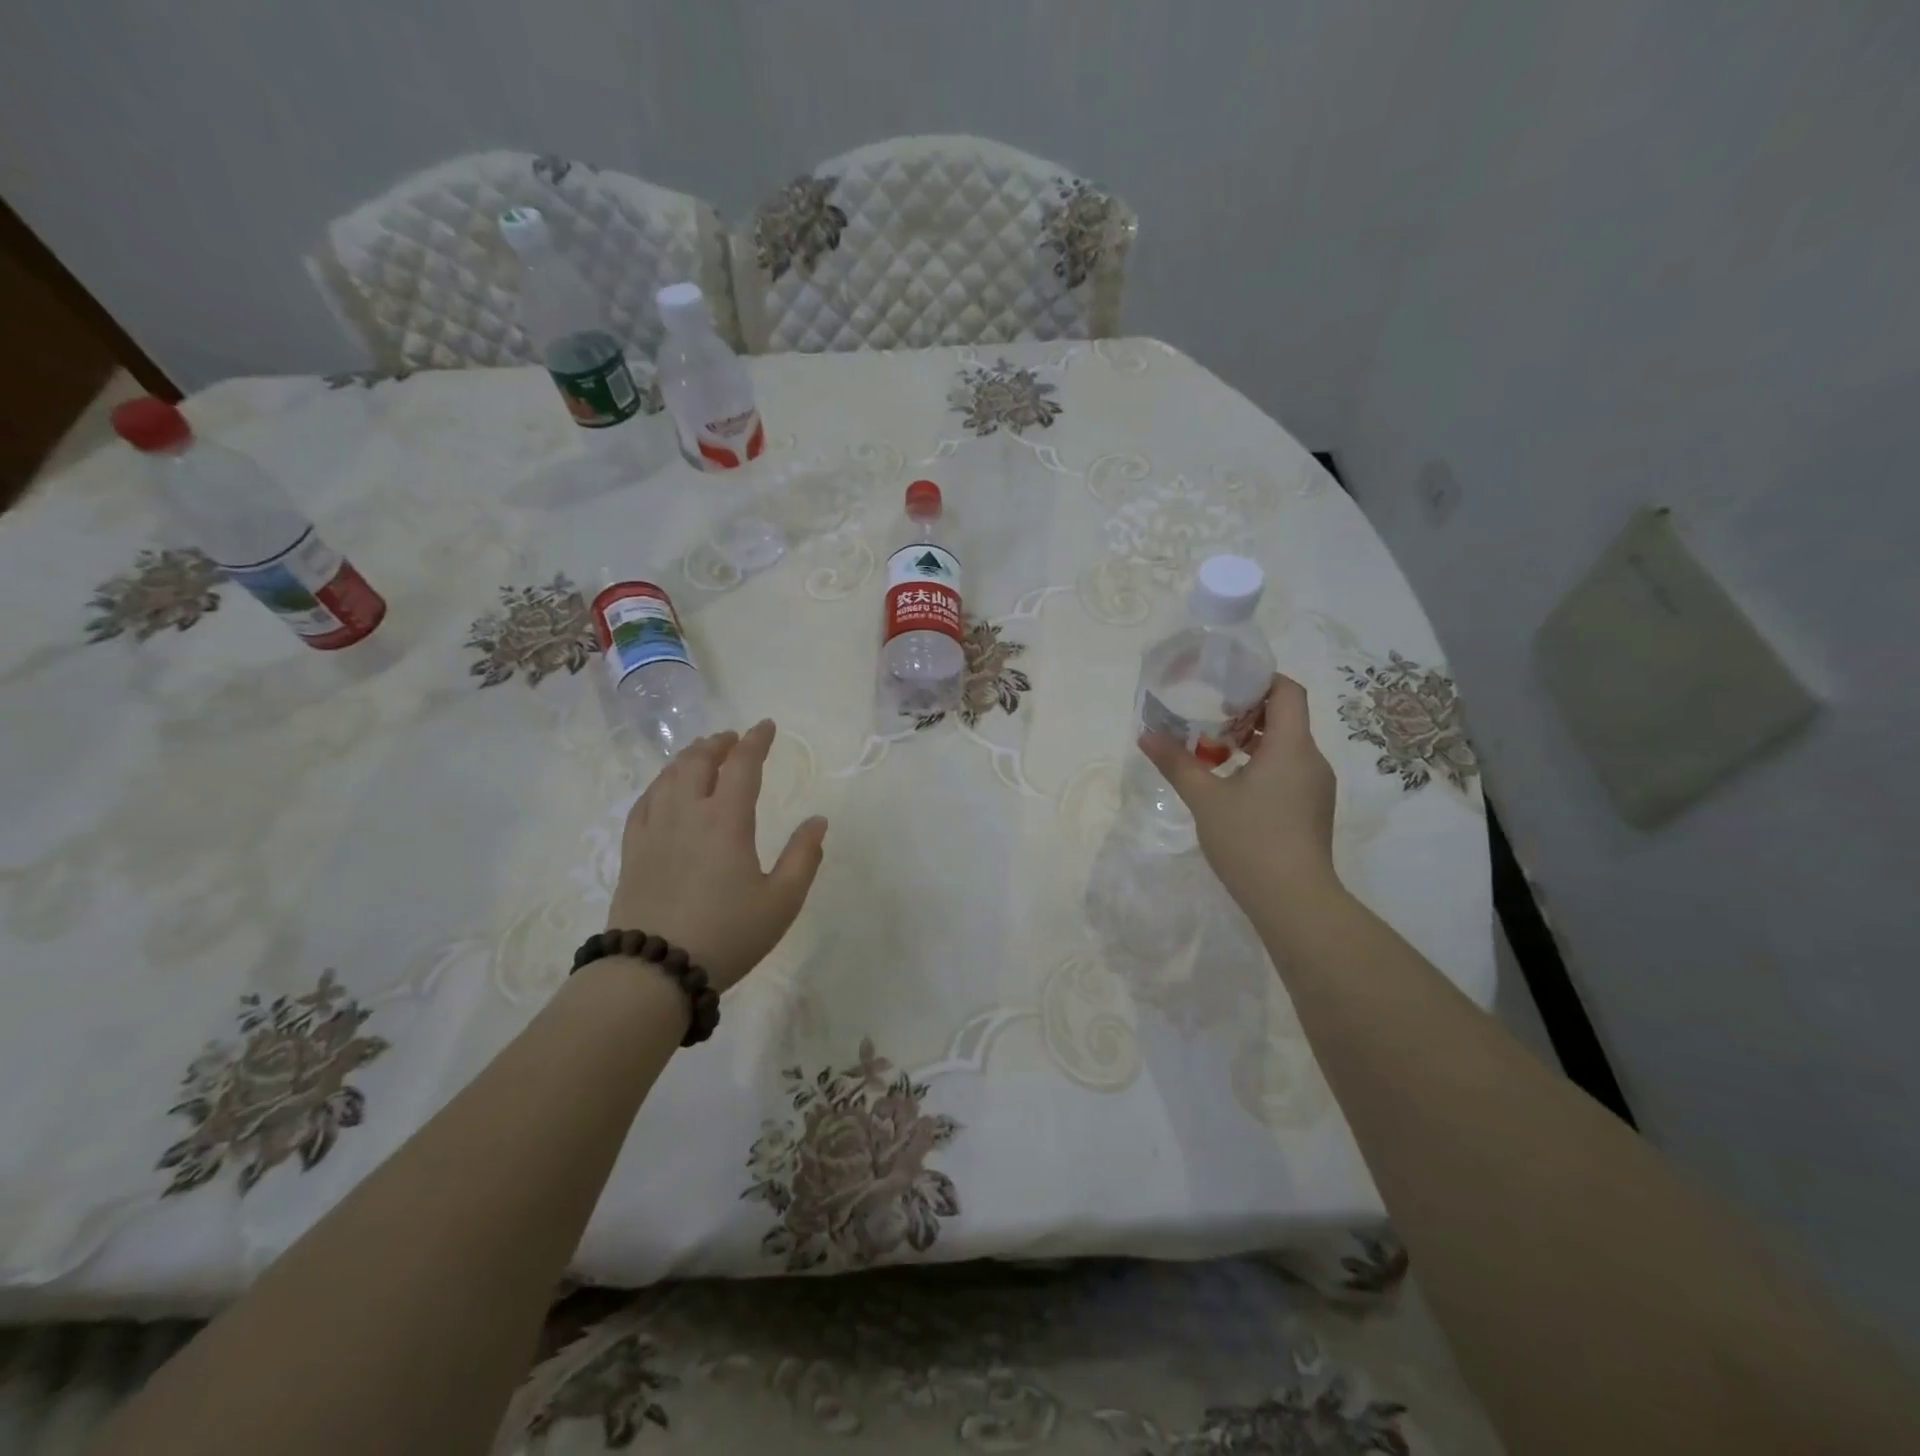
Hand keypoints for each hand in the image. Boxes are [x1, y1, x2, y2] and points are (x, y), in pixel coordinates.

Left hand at [606, 721, 827, 992]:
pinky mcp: (632, 850)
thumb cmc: (727, 934)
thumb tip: (818, 821)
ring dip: (688, 758)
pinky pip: (644, 802)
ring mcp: (654, 830)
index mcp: (726, 820)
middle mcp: (687, 813)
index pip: (742, 765)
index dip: (756, 741)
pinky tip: (664, 789)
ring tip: (701, 754)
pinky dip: (660, 784)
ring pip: (668, 777)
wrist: (654, 970)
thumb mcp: (781, 901)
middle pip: (698, 762)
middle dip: (718, 743)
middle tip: (732, 738)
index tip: (766, 726)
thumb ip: (803, 857)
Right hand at [1139, 674, 1341, 916]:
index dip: (1260, 680)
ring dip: (1251, 742)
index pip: (1288, 691)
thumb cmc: (1250, 839)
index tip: (1225, 684)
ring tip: (1212, 751)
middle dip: (1247, 712)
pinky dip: (1261, 767)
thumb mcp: (1205, 798)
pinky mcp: (1311, 811)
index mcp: (1291, 746)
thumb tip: (1146, 735)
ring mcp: (1315, 787)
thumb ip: (1176, 763)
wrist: (1294, 901)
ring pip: (1286, 748)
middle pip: (1285, 718)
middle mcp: (1311, 760)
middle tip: (1207, 716)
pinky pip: (1288, 772)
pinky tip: (1231, 786)